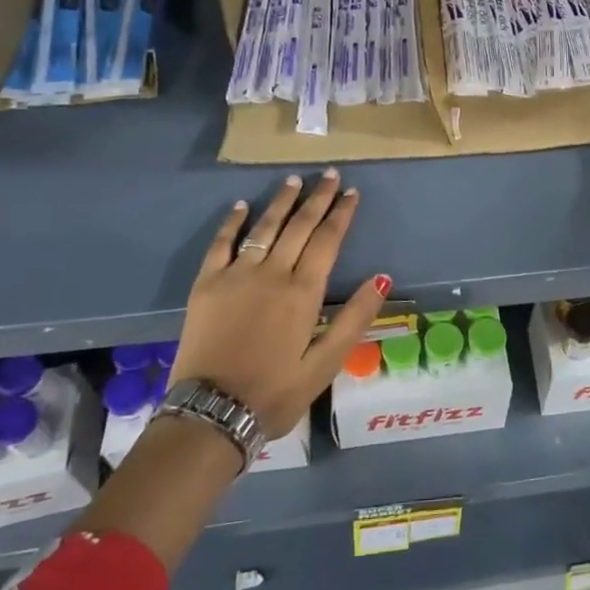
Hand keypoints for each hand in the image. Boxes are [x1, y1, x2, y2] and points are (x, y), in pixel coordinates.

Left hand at [169, 169, 389, 438]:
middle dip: (317, 198)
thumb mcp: (326, 364)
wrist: (211, 414)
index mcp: (303, 292)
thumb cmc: (275, 393)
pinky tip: (241, 205)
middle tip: (328, 174)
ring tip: (294, 180)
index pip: (328, 240)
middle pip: (299, 226)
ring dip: (281, 202)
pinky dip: (233, 222)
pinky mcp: (207, 284)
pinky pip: (221, 244)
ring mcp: (236, 275)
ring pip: (264, 227)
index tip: (351, 191)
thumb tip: (382, 277)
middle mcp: (272, 273)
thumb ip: (355, 318)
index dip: (341, 214)